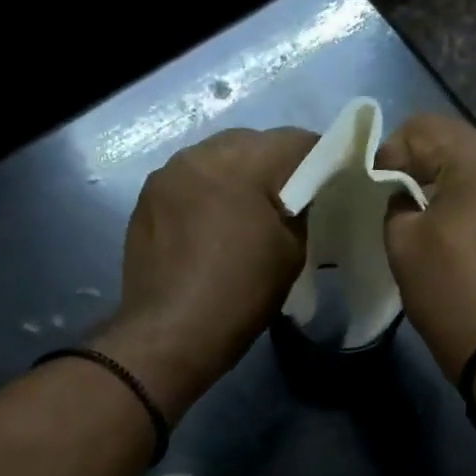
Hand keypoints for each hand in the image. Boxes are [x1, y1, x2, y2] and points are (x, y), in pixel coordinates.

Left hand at [97, 127, 316, 419]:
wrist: (170, 335)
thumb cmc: (239, 294)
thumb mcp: (291, 252)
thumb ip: (302, 210)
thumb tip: (302, 195)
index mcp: (240, 163)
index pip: (294, 140)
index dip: (319, 158)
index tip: (329, 184)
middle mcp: (198, 155)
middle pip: (251, 143)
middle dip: (274, 165)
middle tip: (289, 202)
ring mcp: (166, 176)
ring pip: (216, 159)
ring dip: (237, 177)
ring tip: (247, 213)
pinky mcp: (146, 200)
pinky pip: (189, 182)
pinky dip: (207, 194)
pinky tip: (212, 227)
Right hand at [376, 115, 475, 380]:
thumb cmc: (454, 295)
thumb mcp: (404, 246)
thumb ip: (397, 204)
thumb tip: (406, 195)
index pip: (426, 127)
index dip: (391, 152)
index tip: (378, 188)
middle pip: (462, 147)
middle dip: (426, 170)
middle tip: (401, 206)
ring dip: (456, 190)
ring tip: (436, 226)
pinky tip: (469, 242)